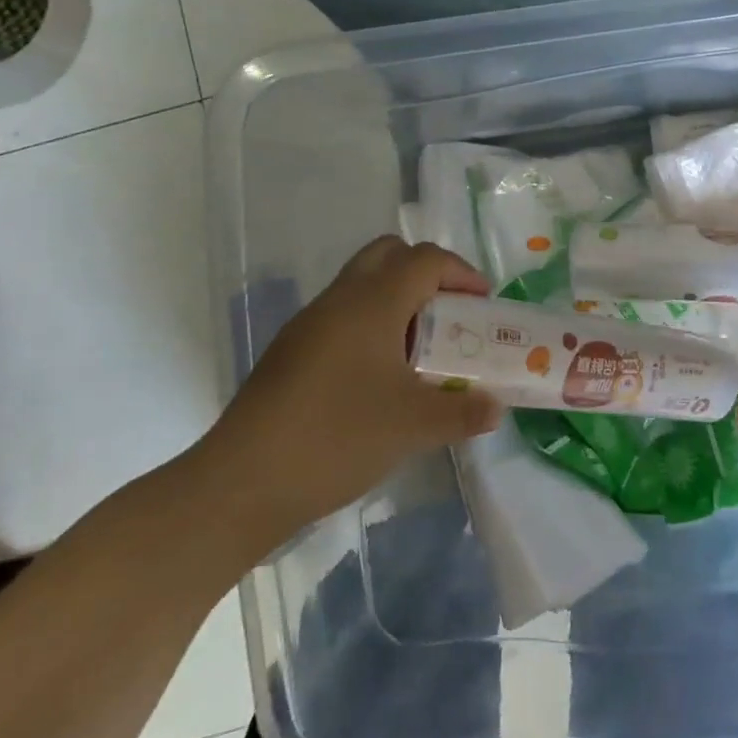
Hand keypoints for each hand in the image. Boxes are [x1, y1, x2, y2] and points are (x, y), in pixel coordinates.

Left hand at [186, 237, 502, 558]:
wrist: (241, 483)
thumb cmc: (338, 437)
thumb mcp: (414, 426)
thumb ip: (463, 412)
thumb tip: (495, 408)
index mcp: (373, 302)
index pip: (426, 259)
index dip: (462, 273)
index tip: (482, 305)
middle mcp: (340, 299)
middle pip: (389, 255)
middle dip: (426, 274)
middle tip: (449, 313)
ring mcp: (309, 324)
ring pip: (362, 285)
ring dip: (398, 301)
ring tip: (420, 351)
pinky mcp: (290, 352)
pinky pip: (342, 317)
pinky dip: (371, 327)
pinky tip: (380, 378)